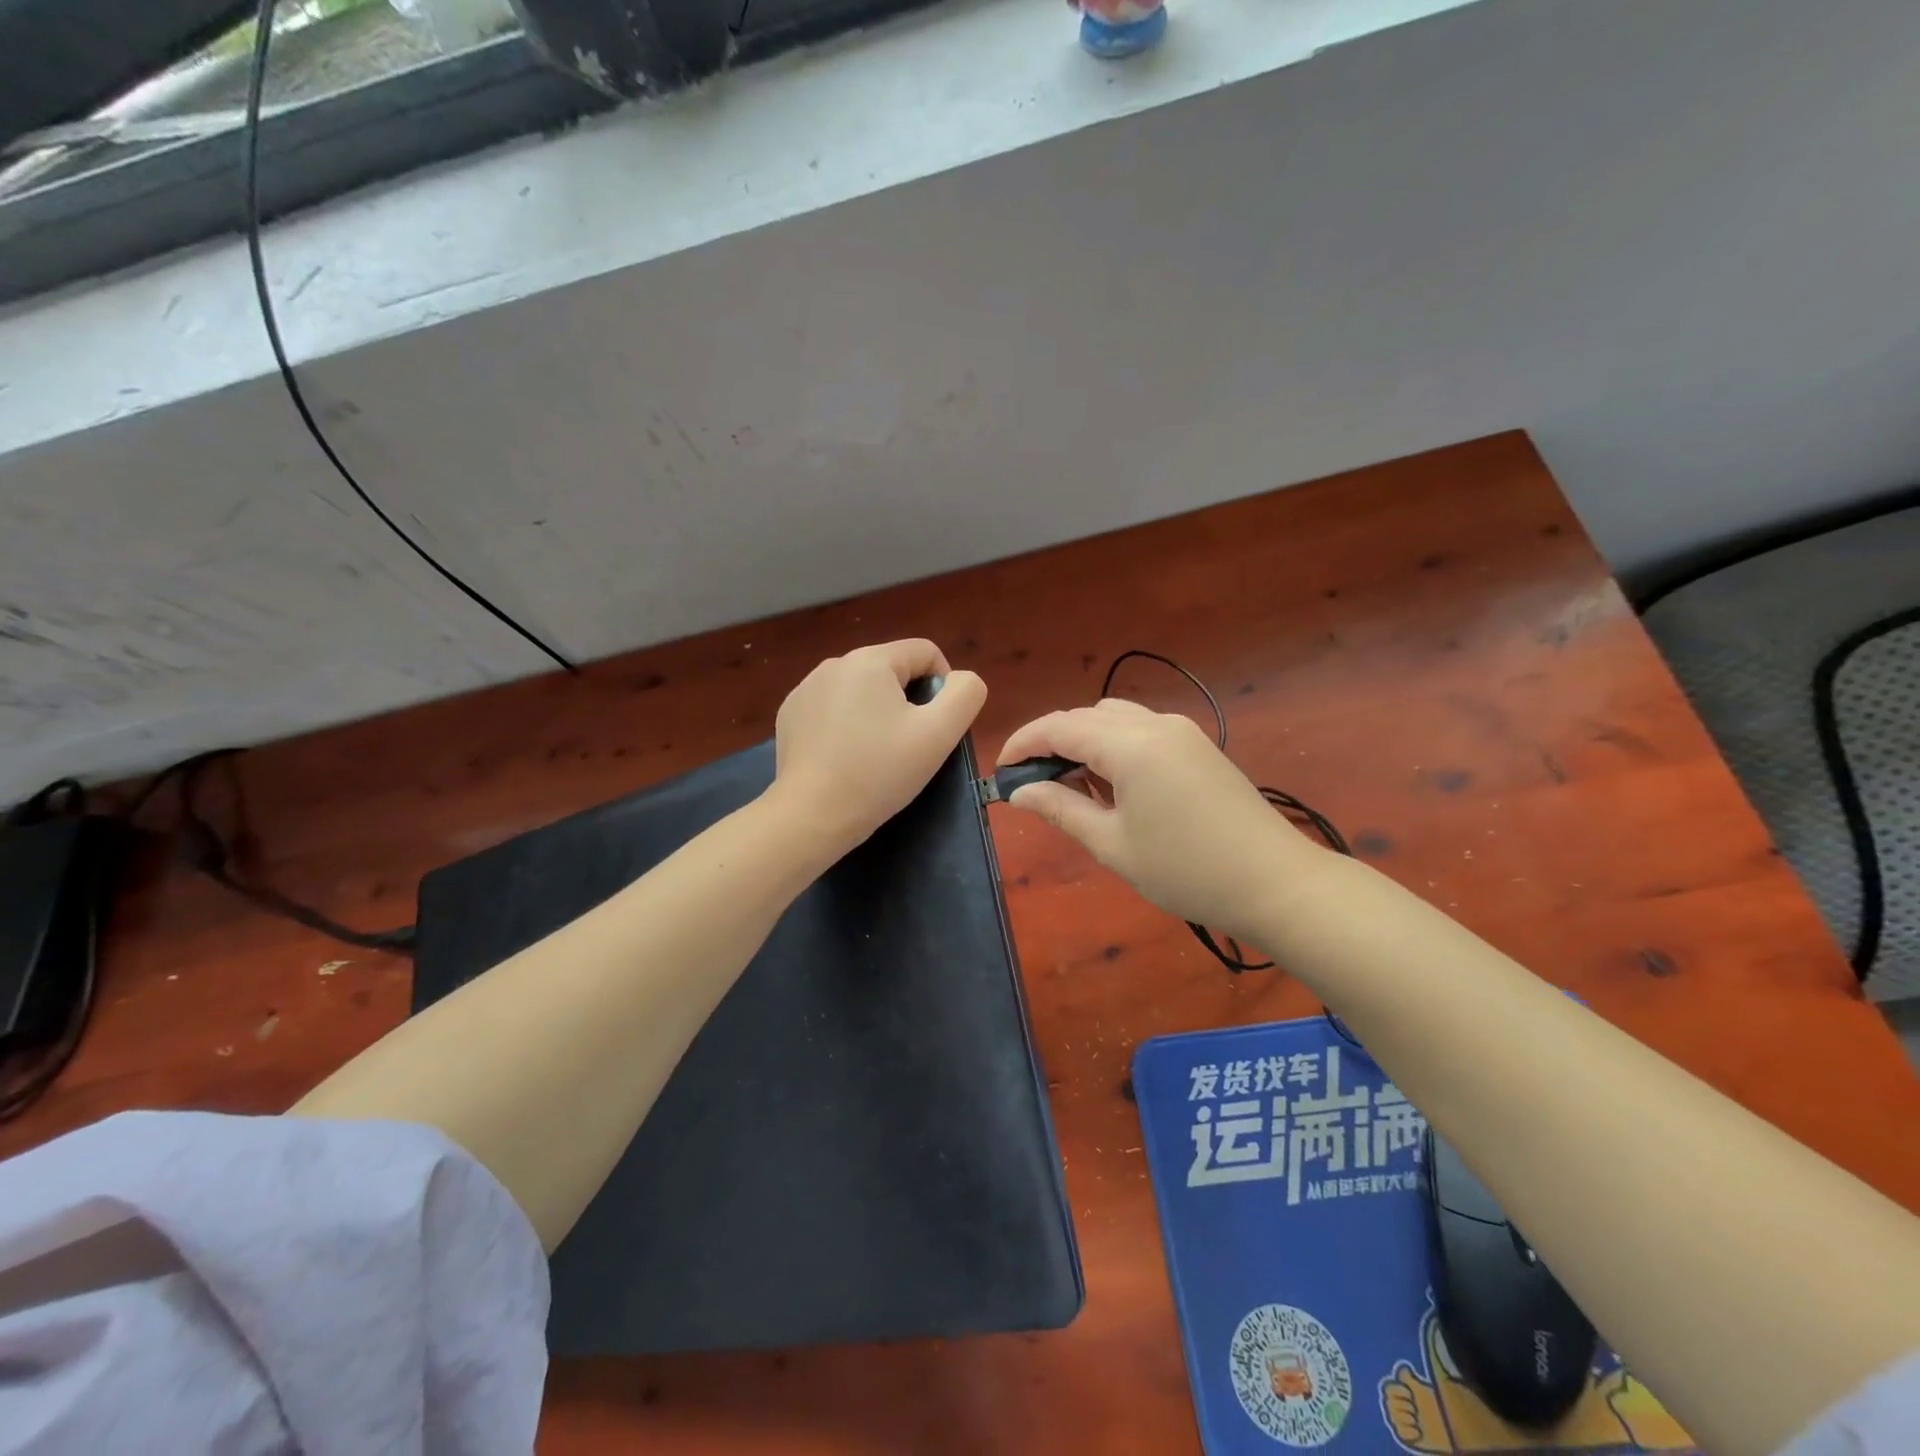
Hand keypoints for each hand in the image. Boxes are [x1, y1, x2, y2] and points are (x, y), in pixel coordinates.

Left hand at [771, 640, 986, 854]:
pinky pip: (832, 708)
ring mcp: (806, 688)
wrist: (811, 816)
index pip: (926, 652)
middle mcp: (834, 664)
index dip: (943, 687)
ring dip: (876, 713)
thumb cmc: (879, 772)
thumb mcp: (939, 734)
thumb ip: (965, 694)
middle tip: (907, 747)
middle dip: (908, 702)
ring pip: (861, 690)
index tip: (935, 728)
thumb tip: (959, 680)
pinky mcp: (790, 715)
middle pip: (892, 671)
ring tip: (875, 755)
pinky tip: (844, 758)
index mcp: (870, 659)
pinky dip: (846, 725)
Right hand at [997, 699, 1324, 941]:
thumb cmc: (1186, 870)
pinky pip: (1142, 731)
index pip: (1060, 726)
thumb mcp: (1112, 844)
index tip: (1000, 770)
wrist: (1275, 882)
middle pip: (1087, 716)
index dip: (1024, 743)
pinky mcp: (1198, 745)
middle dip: (1053, 741)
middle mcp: (1156, 724)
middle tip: (1033, 783)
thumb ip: (1061, 809)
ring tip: (1071, 786)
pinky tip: (1112, 785)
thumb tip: (1019, 793)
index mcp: (1131, 745)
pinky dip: (1114, 746)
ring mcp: (1182, 731)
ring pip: (1115, 719)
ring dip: (1085, 742)